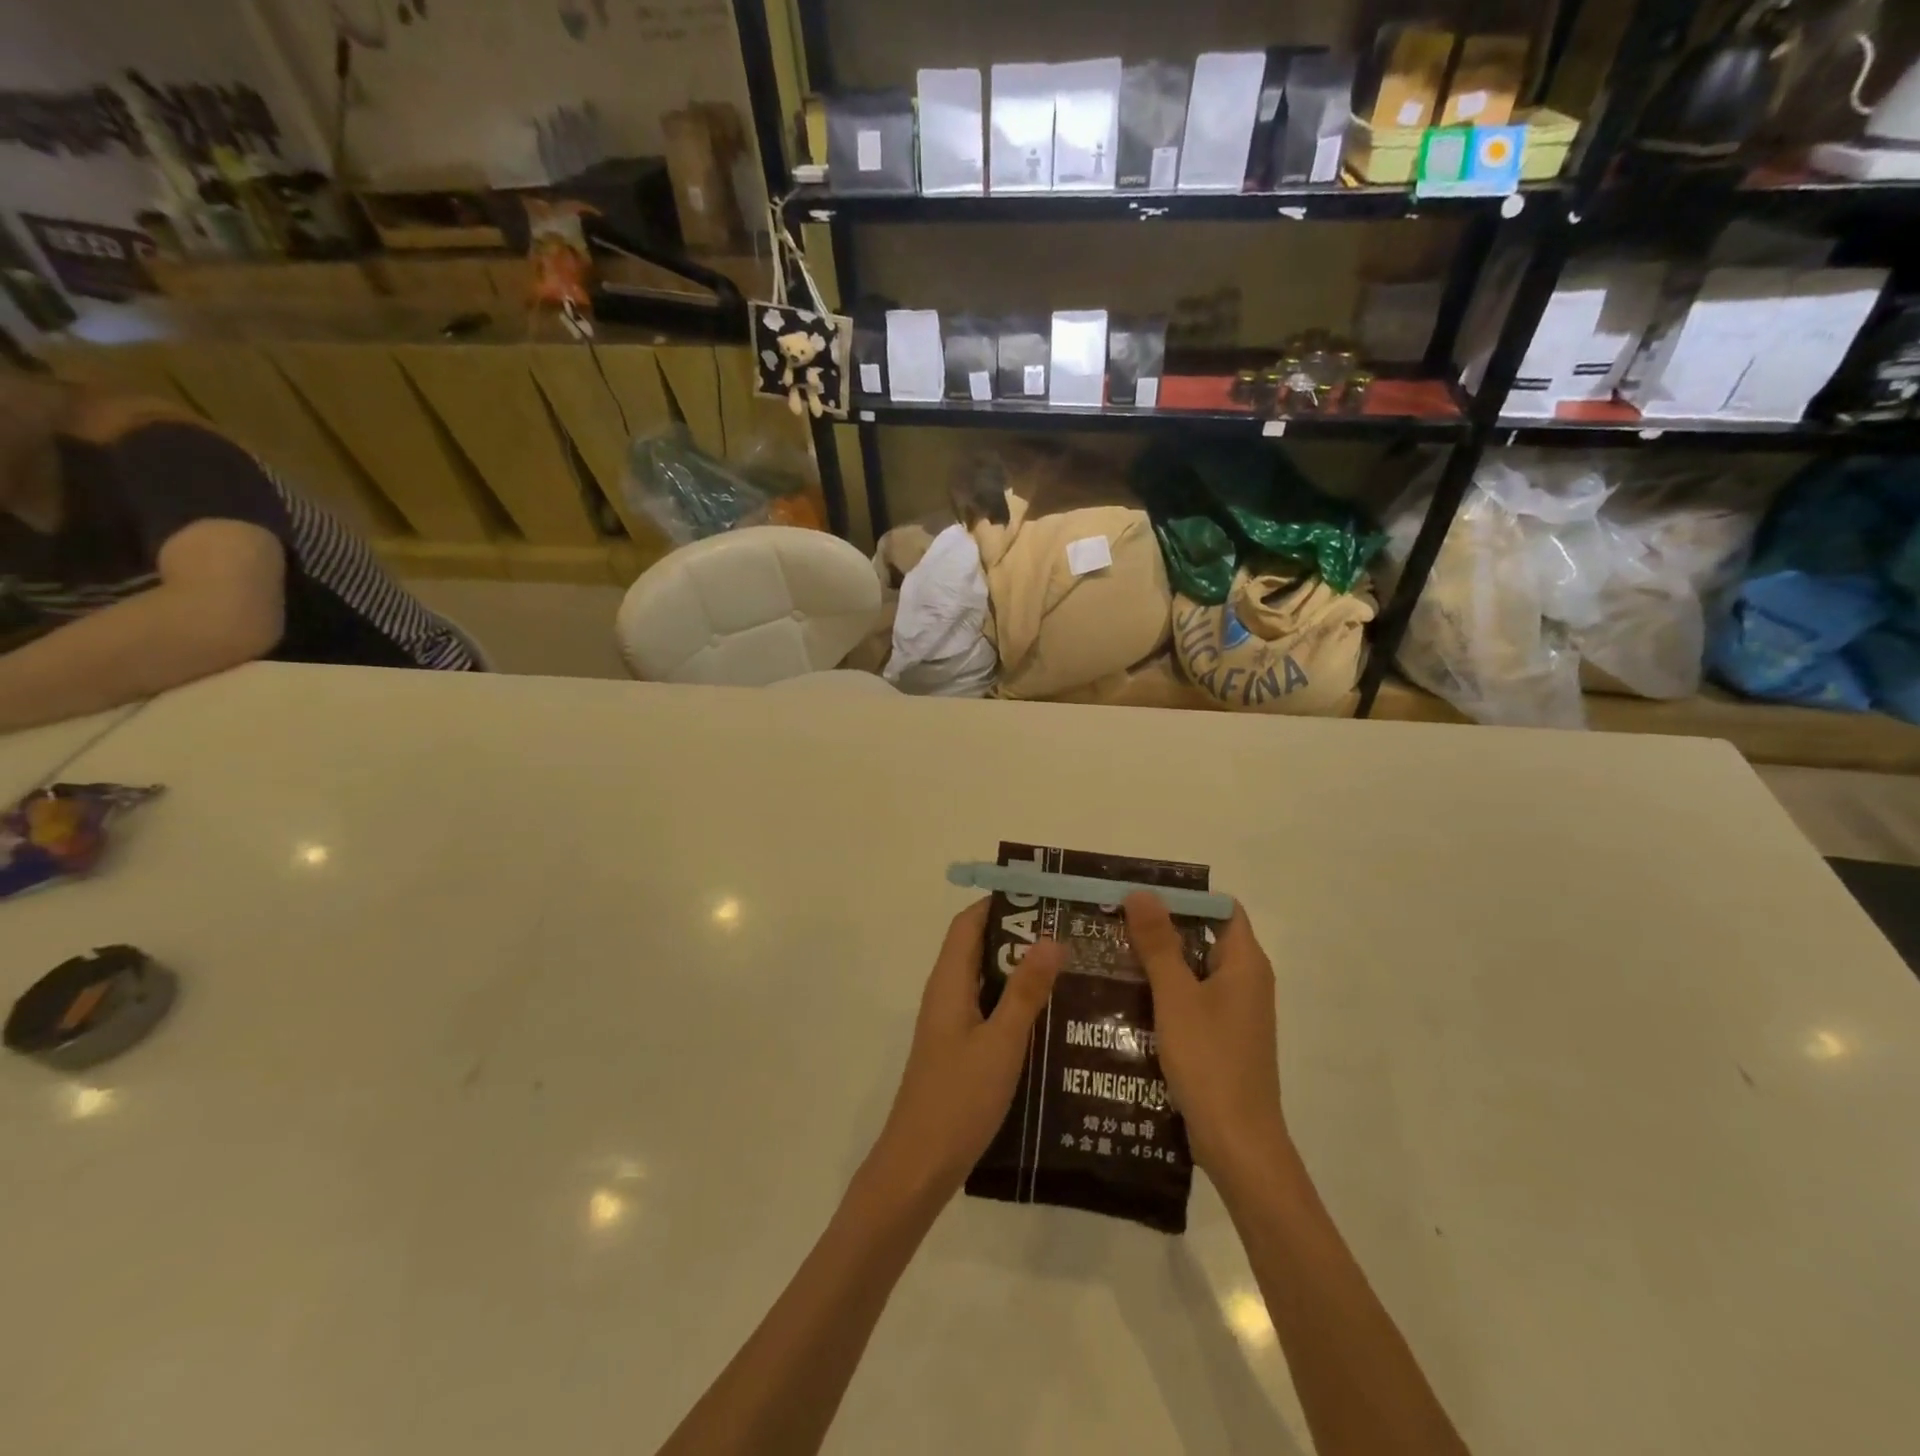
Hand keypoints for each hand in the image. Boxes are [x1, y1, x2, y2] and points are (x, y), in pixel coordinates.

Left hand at [867, 900, 1066, 1204]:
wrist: (919, 1166)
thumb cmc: (958, 1099)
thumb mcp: (1001, 1042)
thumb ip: (1025, 991)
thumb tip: (1050, 938)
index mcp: (948, 983)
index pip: (968, 923)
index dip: (999, 902)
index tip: (1043, 896)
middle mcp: (946, 995)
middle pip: (979, 948)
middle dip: (1019, 934)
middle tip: (1069, 931)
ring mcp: (952, 1025)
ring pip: (986, 981)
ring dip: (1020, 969)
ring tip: (1070, 967)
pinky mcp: (960, 1050)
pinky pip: (989, 1010)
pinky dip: (1015, 1002)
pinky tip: (1051, 1017)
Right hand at [1124, 892, 1285, 1177]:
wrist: (1238, 1145)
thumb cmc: (1210, 1062)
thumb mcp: (1176, 997)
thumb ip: (1159, 944)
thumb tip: (1141, 892)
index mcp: (1245, 963)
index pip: (1220, 909)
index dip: (1183, 896)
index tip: (1139, 893)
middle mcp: (1246, 981)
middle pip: (1204, 937)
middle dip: (1161, 927)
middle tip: (1114, 920)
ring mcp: (1235, 1012)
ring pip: (1194, 970)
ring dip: (1158, 961)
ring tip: (1111, 953)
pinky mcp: (1222, 1038)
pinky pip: (1192, 999)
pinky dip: (1164, 992)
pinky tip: (1127, 998)